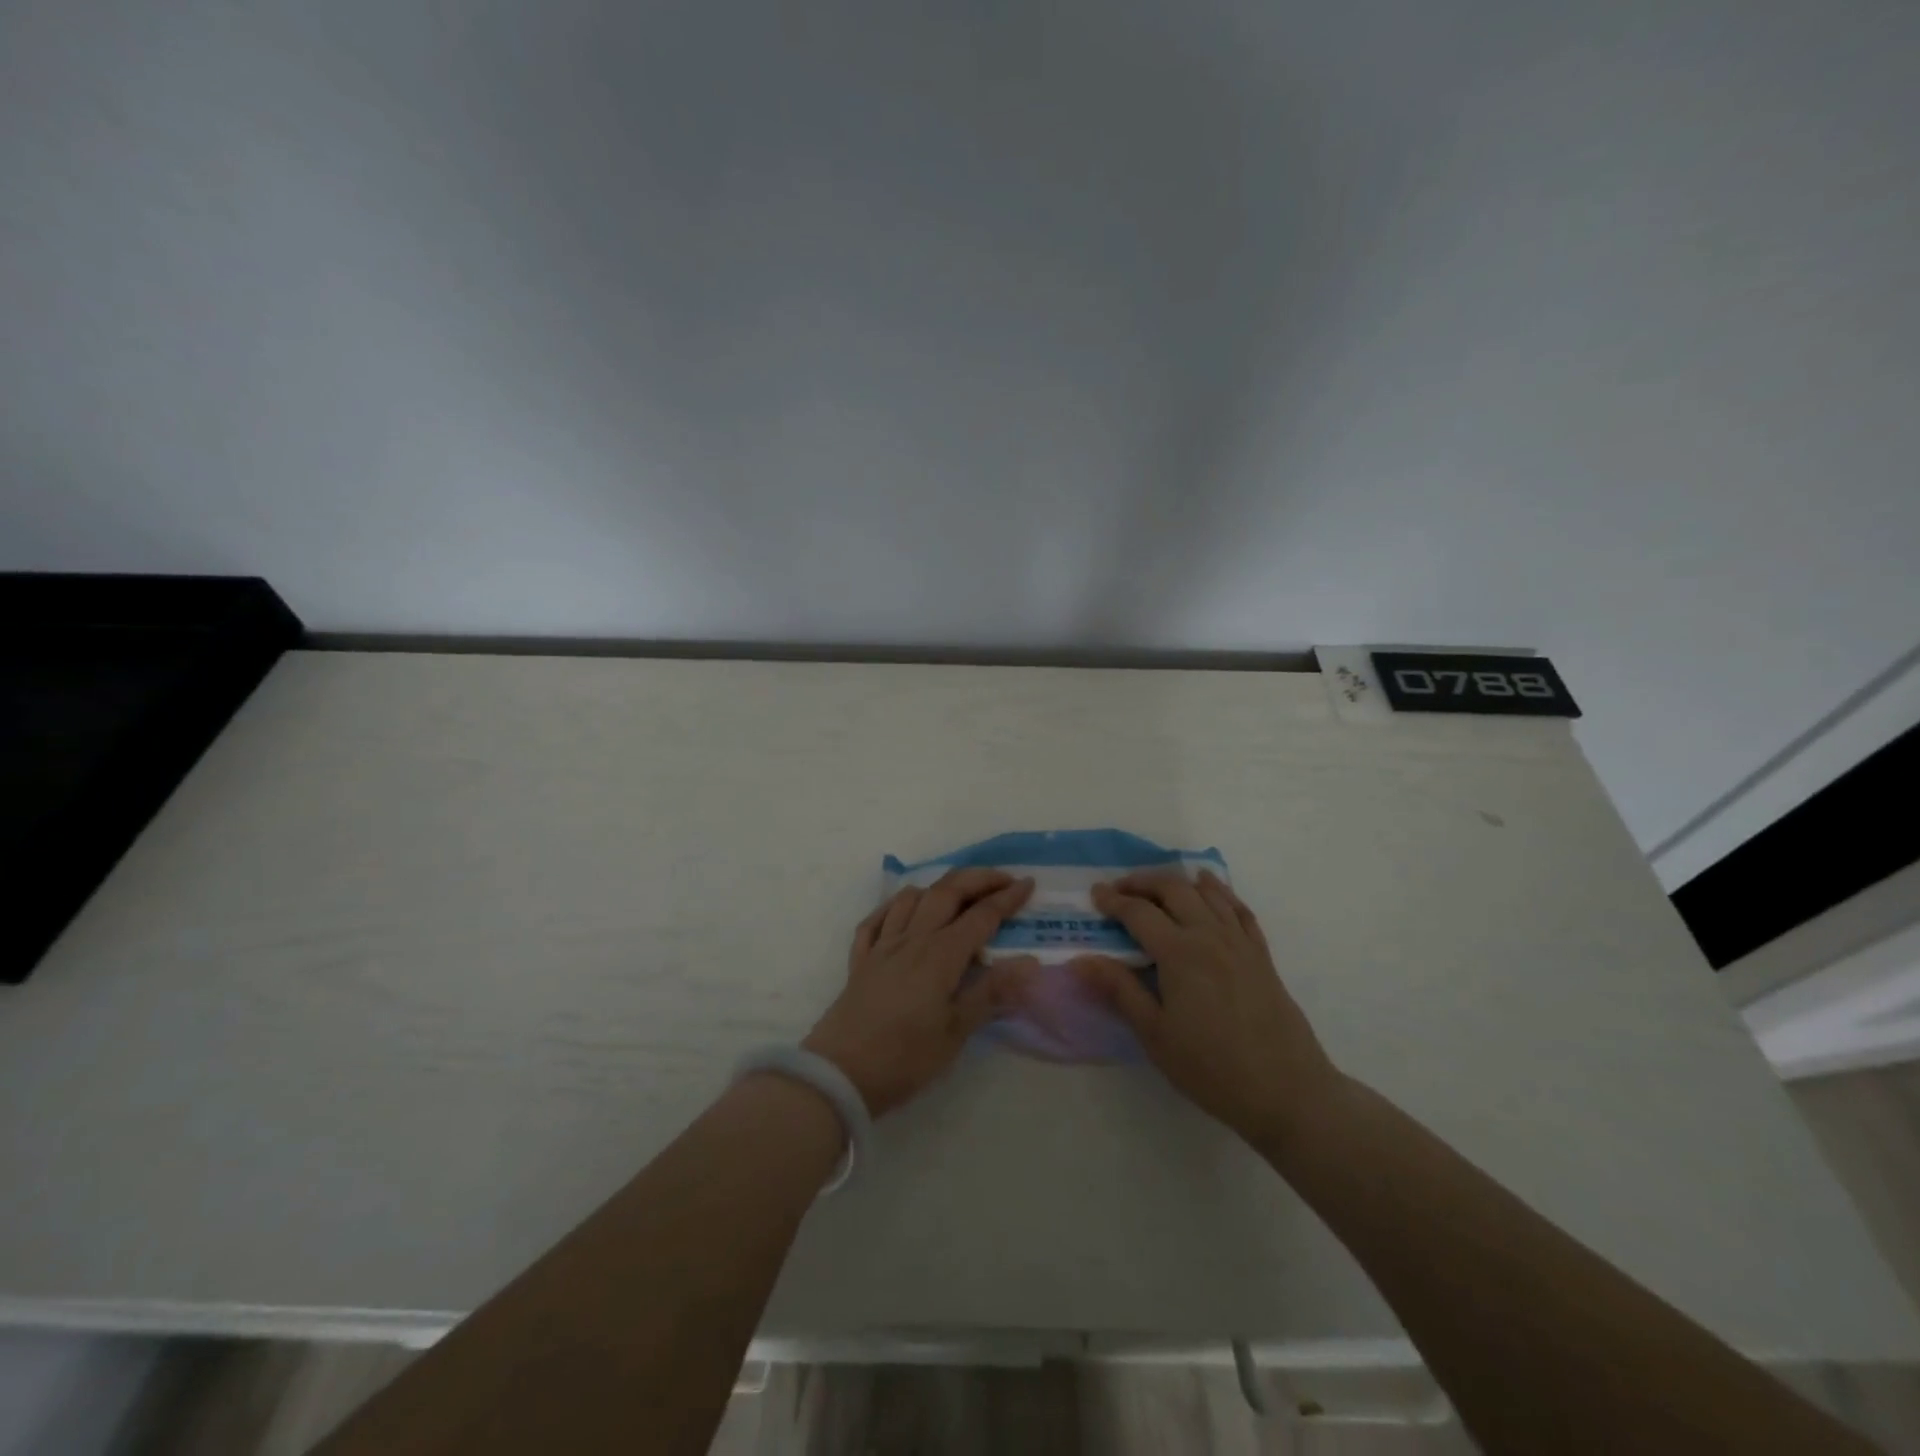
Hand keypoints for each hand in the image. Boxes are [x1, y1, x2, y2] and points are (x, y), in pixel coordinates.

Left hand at [804, 869, 1035, 1116]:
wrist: (840, 1073)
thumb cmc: (905, 1057)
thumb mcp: (956, 1031)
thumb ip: (992, 992)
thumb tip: (1030, 962)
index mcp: (941, 954)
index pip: (981, 915)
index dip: (1007, 898)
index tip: (1028, 884)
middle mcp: (913, 938)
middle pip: (947, 892)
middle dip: (978, 879)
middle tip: (1003, 879)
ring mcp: (883, 945)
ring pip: (911, 897)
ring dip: (938, 887)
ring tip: (958, 893)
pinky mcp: (860, 959)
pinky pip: (877, 918)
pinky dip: (895, 906)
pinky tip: (904, 912)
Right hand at [1070, 871, 1338, 1147]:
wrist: (1288, 1092)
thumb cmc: (1212, 1068)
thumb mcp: (1155, 1035)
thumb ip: (1120, 991)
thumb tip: (1081, 961)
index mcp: (1180, 953)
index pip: (1139, 913)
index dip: (1114, 901)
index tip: (1095, 895)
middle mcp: (1210, 935)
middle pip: (1173, 889)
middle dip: (1142, 882)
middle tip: (1119, 889)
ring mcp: (1240, 942)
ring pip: (1207, 892)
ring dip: (1177, 882)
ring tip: (1157, 887)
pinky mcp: (1261, 955)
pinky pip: (1239, 909)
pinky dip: (1220, 891)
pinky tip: (1210, 889)